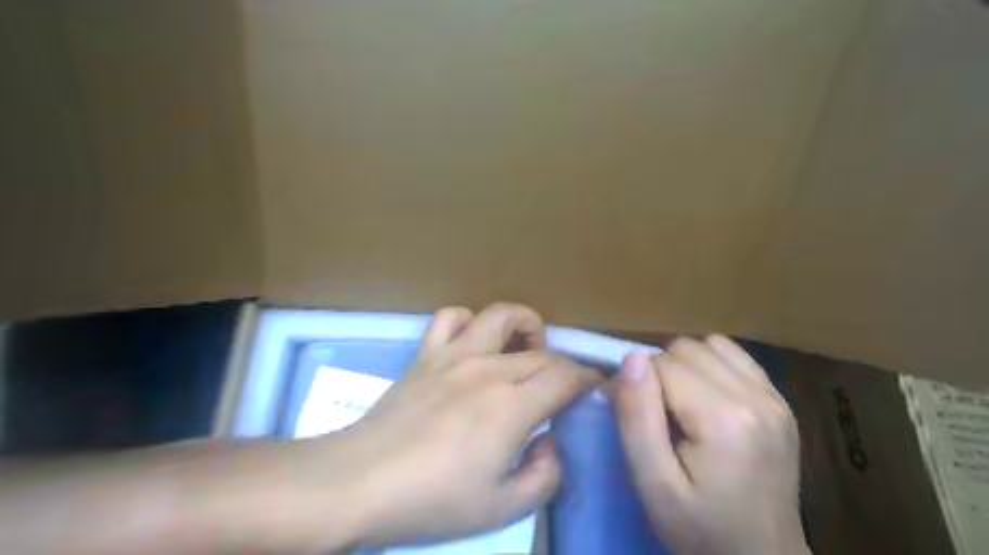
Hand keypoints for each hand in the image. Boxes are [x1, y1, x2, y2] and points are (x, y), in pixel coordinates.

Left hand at [289, 306, 602, 551]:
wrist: (360, 482)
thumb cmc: (432, 500)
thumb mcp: (501, 508)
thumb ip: (544, 476)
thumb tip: (551, 441)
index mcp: (511, 406)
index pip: (565, 378)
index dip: (587, 380)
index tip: (595, 389)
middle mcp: (488, 369)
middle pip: (542, 352)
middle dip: (564, 366)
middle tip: (565, 387)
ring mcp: (454, 355)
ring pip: (501, 316)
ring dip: (524, 326)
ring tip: (526, 350)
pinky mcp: (426, 354)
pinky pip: (451, 317)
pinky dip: (469, 322)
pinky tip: (473, 343)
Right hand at [611, 336, 810, 553]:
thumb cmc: (699, 528)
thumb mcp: (653, 483)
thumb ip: (637, 417)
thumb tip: (631, 358)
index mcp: (724, 419)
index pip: (661, 364)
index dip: (637, 383)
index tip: (631, 413)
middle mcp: (756, 397)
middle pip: (685, 349)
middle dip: (660, 373)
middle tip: (657, 414)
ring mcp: (774, 397)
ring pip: (709, 345)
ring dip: (685, 365)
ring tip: (681, 403)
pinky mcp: (781, 401)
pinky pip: (735, 355)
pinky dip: (711, 365)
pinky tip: (707, 397)